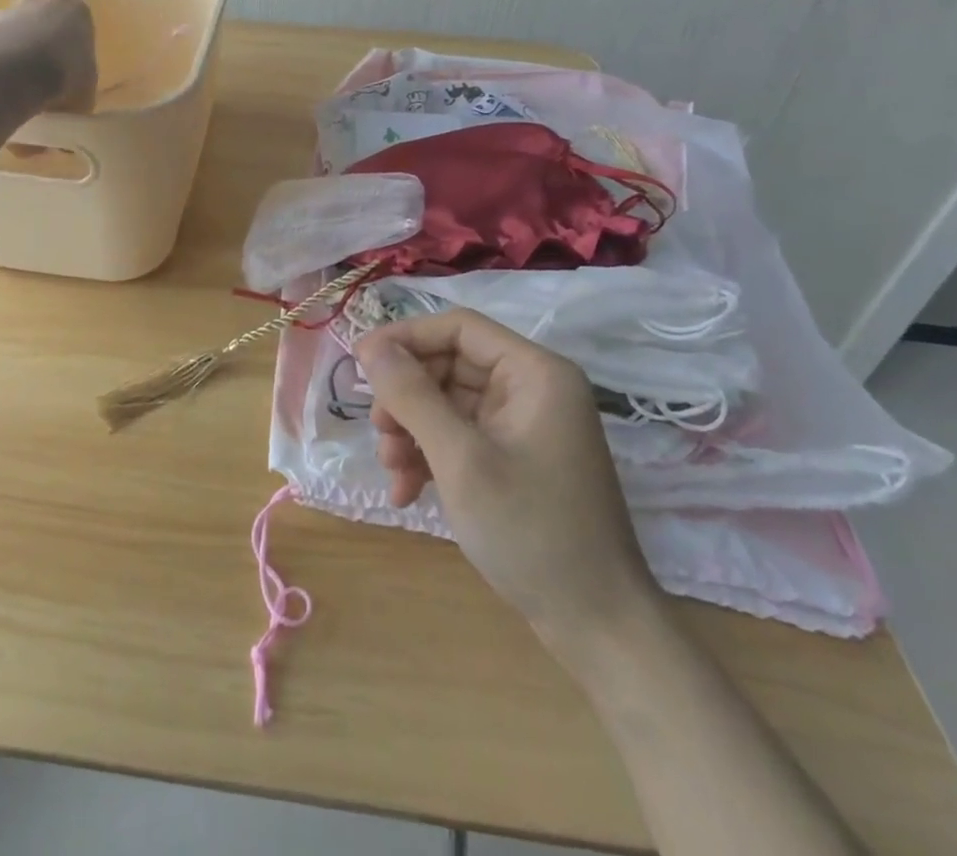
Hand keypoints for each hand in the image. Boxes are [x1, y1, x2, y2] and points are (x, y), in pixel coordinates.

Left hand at [0, 0, 96, 111]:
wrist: (14, 73)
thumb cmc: (65, 76)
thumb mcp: (87, 90)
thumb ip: (80, 86)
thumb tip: (72, 95)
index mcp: (75, 11)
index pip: (79, 28)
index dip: (75, 53)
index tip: (71, 75)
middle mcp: (41, 1)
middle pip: (44, 22)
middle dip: (43, 45)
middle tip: (44, 78)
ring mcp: (6, 11)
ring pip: (14, 31)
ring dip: (15, 52)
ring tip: (17, 86)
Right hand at [356, 309, 661, 660]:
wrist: (597, 628)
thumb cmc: (531, 531)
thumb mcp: (461, 459)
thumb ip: (412, 396)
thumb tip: (371, 346)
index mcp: (535, 373)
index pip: (458, 328)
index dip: (405, 338)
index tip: (360, 362)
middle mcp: (532, 389)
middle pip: (449, 366)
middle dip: (407, 397)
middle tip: (378, 431)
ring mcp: (524, 426)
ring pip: (448, 403)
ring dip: (412, 431)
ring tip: (392, 469)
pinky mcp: (516, 459)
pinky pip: (461, 437)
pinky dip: (430, 456)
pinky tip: (407, 491)